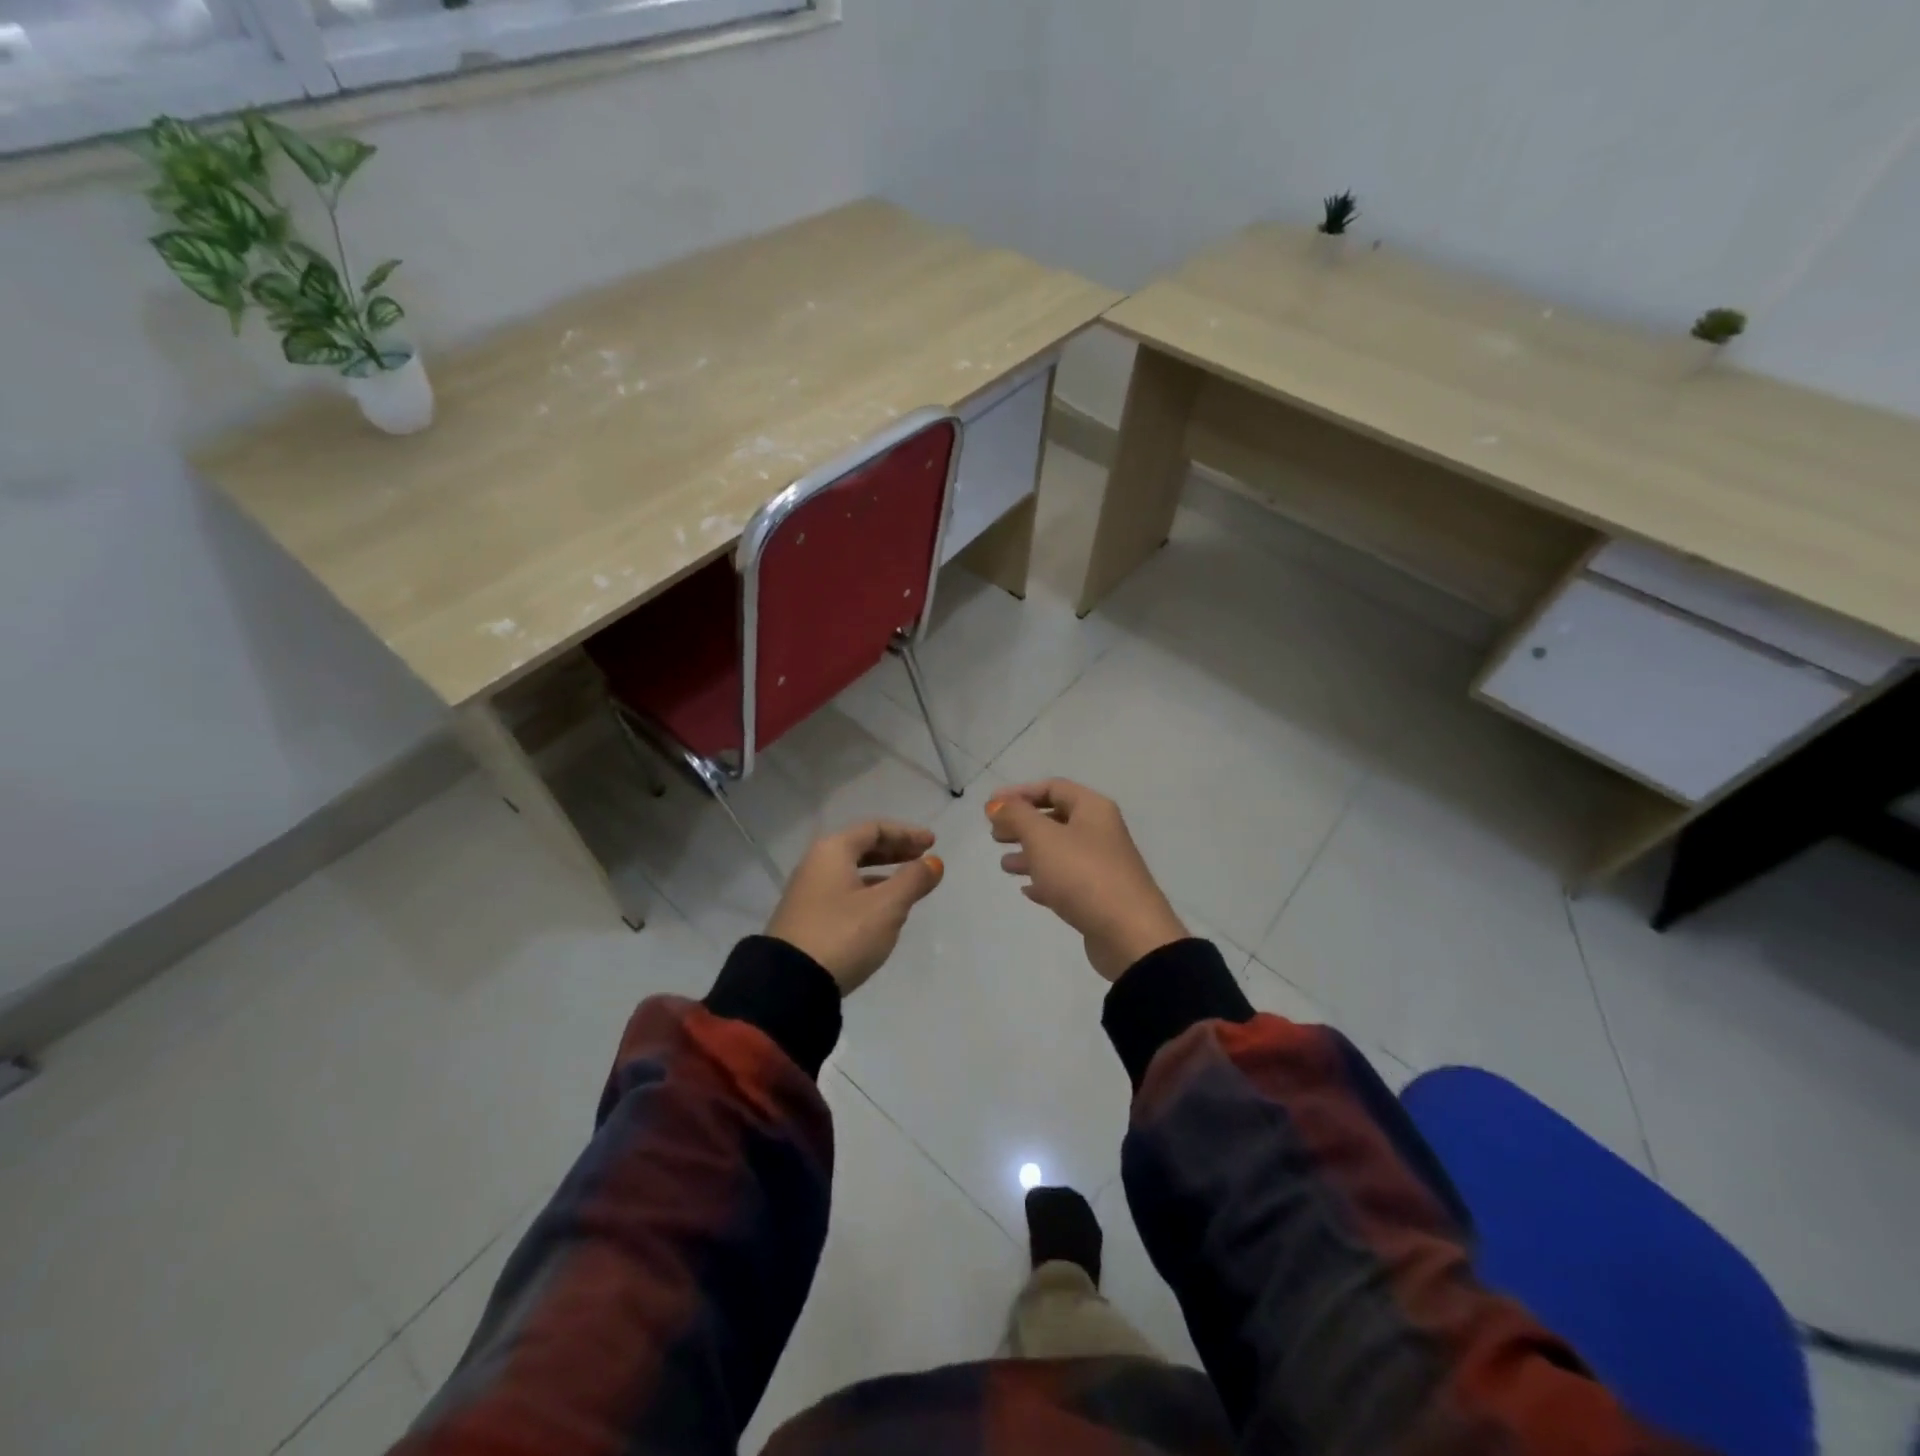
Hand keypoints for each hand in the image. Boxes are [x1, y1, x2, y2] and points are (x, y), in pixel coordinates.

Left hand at [765, 820, 944, 993]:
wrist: (790, 985)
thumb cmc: (843, 934)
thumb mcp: (886, 906)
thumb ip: (913, 880)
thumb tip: (934, 863)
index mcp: (832, 851)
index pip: (874, 829)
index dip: (906, 833)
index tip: (932, 844)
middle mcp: (815, 864)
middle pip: (860, 847)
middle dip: (894, 851)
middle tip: (922, 859)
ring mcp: (807, 893)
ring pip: (851, 872)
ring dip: (882, 873)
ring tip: (908, 886)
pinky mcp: (806, 919)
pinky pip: (843, 892)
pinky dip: (867, 892)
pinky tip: (882, 911)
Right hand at [987, 779, 1186, 981]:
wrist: (1129, 934)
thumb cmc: (1083, 874)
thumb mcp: (1043, 838)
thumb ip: (1017, 816)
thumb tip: (997, 803)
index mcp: (1093, 809)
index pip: (1052, 787)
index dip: (1019, 793)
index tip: (990, 806)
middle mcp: (1100, 831)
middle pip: (1055, 819)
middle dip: (1023, 824)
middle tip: (995, 836)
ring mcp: (1102, 865)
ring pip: (1059, 851)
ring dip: (1030, 854)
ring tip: (1004, 865)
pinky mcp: (1100, 896)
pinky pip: (1067, 880)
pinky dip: (1045, 881)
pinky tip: (1027, 891)